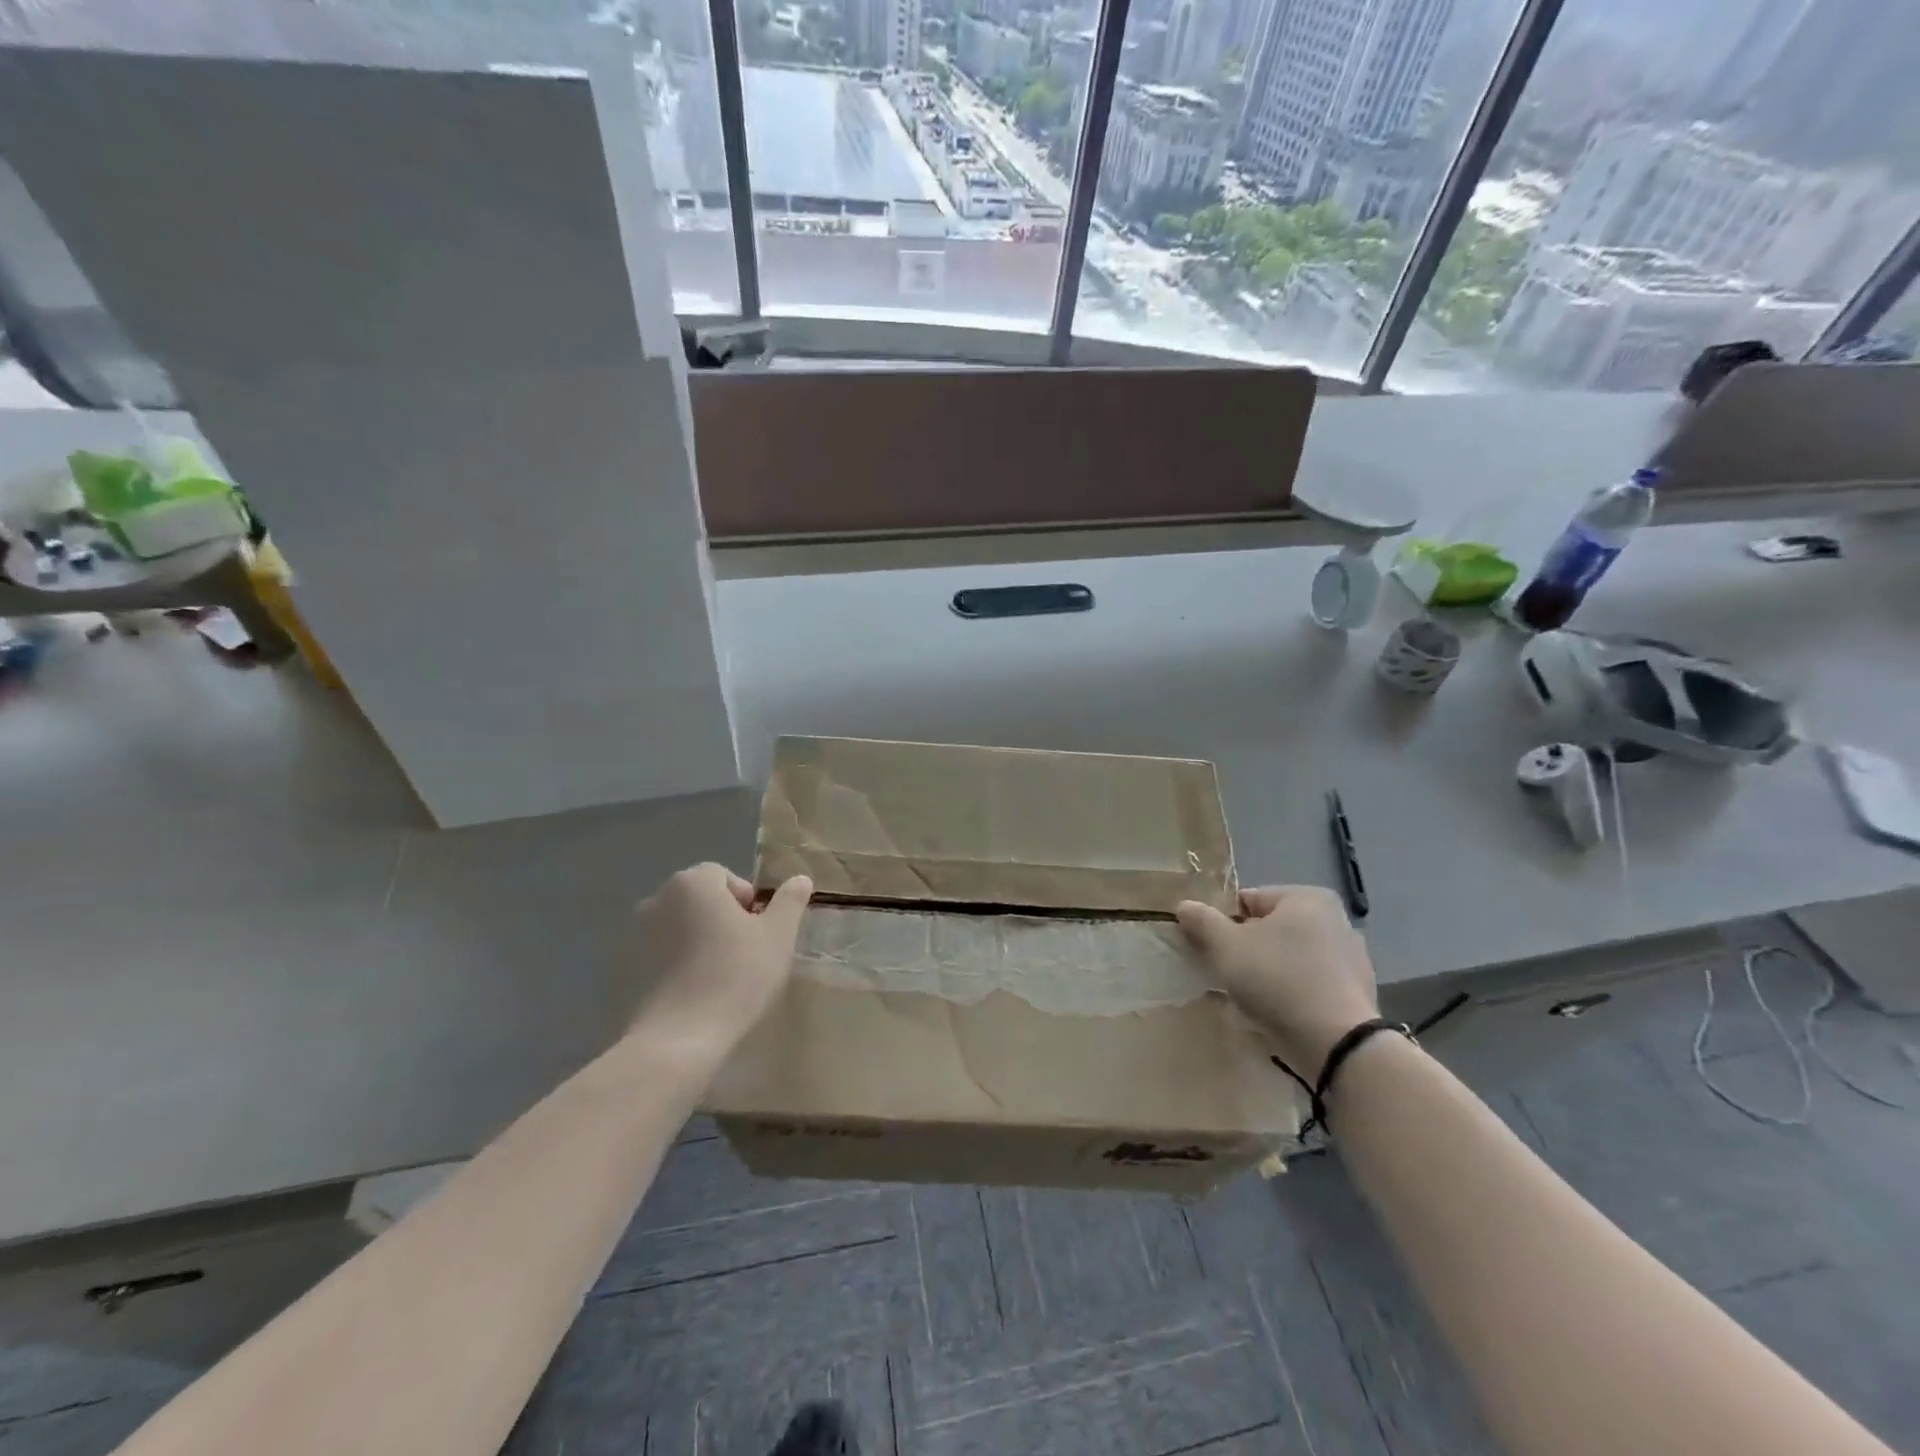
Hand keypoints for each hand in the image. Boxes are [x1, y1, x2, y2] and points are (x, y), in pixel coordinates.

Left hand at [626, 863, 812, 1063]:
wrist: (677, 1041)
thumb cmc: (736, 977)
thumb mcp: (778, 936)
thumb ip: (790, 901)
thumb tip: (800, 879)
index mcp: (693, 882)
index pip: (723, 876)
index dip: (746, 901)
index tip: (757, 934)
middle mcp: (656, 898)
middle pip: (697, 899)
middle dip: (719, 919)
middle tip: (741, 955)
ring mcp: (632, 935)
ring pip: (675, 928)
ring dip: (694, 942)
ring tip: (714, 978)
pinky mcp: (620, 970)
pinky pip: (655, 957)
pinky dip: (671, 967)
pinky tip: (689, 996)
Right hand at [1175, 885, 1378, 1077]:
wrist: (1337, 1043)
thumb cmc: (1277, 979)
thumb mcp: (1226, 946)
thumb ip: (1203, 921)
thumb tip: (1185, 906)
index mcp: (1307, 898)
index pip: (1249, 900)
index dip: (1222, 922)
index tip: (1209, 948)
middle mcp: (1336, 920)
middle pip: (1272, 929)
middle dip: (1247, 948)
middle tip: (1226, 973)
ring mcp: (1352, 959)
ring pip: (1291, 959)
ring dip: (1269, 972)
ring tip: (1249, 998)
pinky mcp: (1357, 994)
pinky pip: (1311, 985)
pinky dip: (1292, 994)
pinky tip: (1277, 1013)